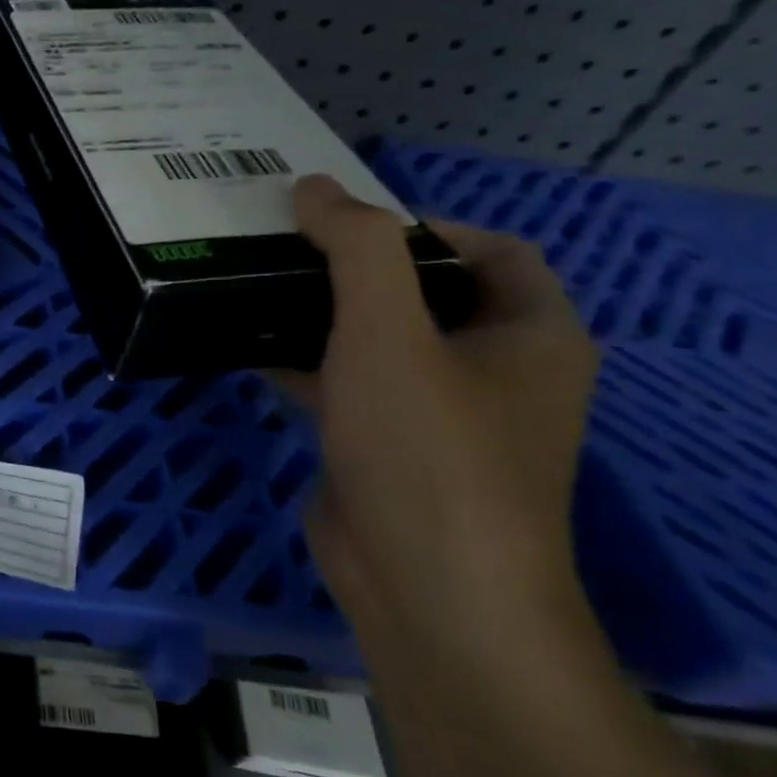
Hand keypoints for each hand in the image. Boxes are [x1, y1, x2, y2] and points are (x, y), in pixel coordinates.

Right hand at [280, 175, 599, 642]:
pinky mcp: (385, 448)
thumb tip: (313, 187)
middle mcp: (493, 370)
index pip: (490, 250)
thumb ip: (356, 249)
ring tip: (255, 281)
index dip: (422, 225)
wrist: (424, 589)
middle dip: (355, 266)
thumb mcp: (390, 331)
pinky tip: (247, 343)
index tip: (344, 222)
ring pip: (377, 340)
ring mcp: (436, 414)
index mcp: (529, 335)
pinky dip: (304, 360)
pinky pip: (345, 384)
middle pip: (423, 292)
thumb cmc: (428, 450)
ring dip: (323, 312)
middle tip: (283, 243)